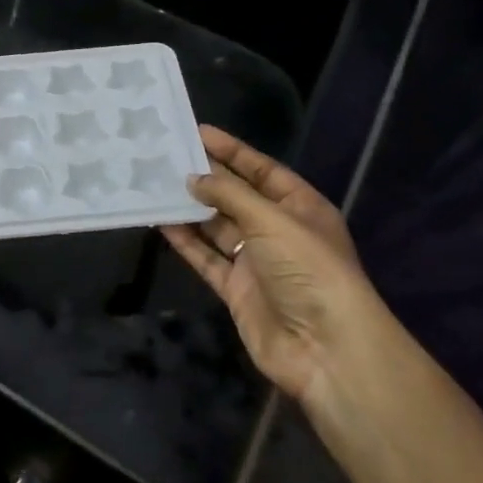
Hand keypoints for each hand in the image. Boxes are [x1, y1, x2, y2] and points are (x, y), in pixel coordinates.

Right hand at [161, 126, 384, 412]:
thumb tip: (192, 178)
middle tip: (167, 156)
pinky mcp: (237, 289)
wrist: (326, 350)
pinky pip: (206, 258)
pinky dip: (186, 241)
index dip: (231, 151)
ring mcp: (257, 261)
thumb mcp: (272, 220)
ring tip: (156, 184)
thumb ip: (229, 194)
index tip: (197, 132)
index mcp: (300, 207)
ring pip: (217, 226)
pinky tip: (161, 222)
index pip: (261, 170)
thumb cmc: (309, 269)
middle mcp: (278, 231)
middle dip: (205, 178)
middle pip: (236, 196)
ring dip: (190, 208)